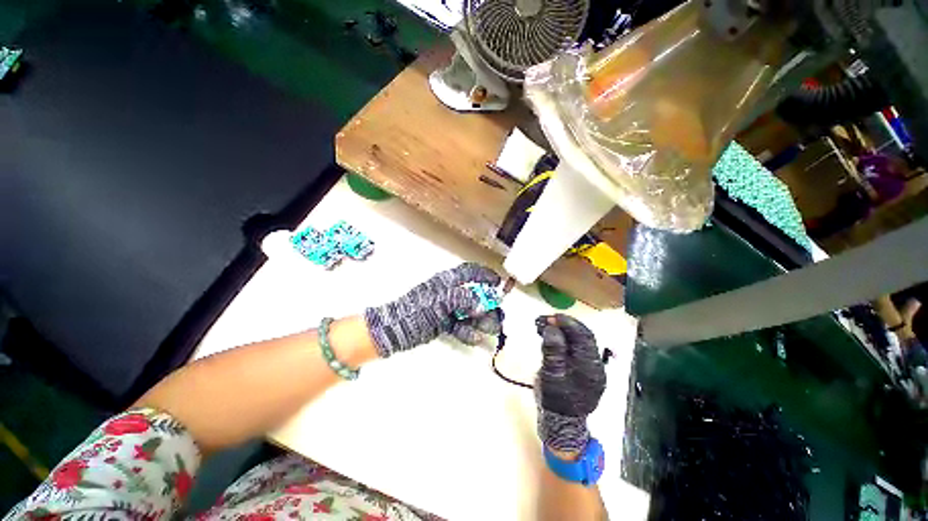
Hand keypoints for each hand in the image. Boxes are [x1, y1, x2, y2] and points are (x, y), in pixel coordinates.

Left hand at [364, 262, 501, 357]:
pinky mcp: (443, 323)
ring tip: (491, 329)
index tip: (498, 282)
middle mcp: (449, 293)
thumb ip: (462, 299)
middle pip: (473, 295)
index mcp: (447, 282)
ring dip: (481, 320)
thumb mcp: (440, 301)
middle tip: (498, 314)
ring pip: (469, 312)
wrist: (394, 331)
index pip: (469, 272)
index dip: (484, 274)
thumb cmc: (416, 310)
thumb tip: (482, 304)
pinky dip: (468, 331)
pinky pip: (460, 326)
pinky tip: (476, 338)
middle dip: (487, 304)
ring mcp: (447, 309)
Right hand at [535, 314, 606, 453]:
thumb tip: (552, 328)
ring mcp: (589, 367)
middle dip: (564, 324)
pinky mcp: (582, 369)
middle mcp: (594, 364)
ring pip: (578, 341)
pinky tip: (551, 337)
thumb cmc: (555, 400)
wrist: (561, 423)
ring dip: (562, 330)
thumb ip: (553, 350)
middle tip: (545, 319)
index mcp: (590, 366)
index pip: (583, 336)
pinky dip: (563, 339)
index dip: (568, 323)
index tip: (551, 317)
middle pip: (583, 336)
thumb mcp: (551, 374)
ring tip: (544, 325)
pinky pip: (574, 348)